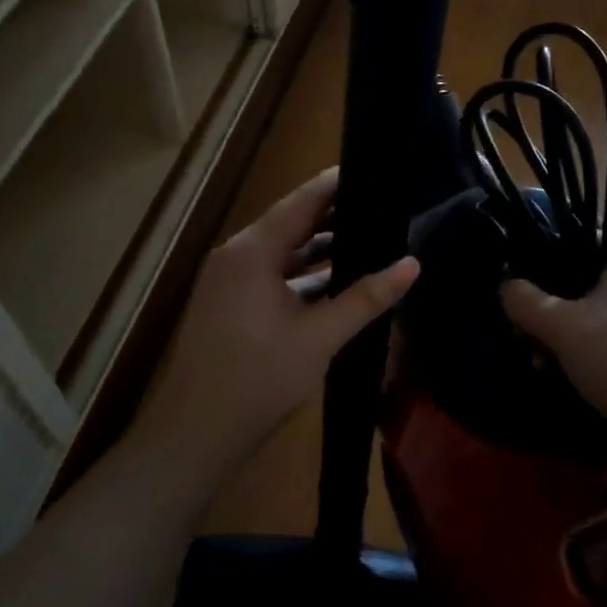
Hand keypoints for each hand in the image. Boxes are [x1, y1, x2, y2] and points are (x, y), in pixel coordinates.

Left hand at [136, 168, 420, 471]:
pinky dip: (301, 273)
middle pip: (291, 222)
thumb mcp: (319, 338)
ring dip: (319, 247)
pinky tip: (334, 281)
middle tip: (381, 206)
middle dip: (334, 215)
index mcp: (252, 251)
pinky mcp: (228, 303)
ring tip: (368, 239)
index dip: (337, 184)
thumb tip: (413, 265)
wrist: (193, 435)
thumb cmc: (258, 380)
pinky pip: (270, 274)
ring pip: (281, 251)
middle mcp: (236, 255)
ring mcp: (228, 280)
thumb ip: (366, 298)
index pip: (302, 201)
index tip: (374, 170)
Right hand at [500, 236, 606, 450]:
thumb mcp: (561, 328)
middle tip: (528, 340)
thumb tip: (506, 287)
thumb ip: (524, 301)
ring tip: (547, 367)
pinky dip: (600, 353)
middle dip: (553, 312)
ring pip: (605, 314)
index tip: (520, 298)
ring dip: (571, 337)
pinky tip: (581, 380)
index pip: (576, 241)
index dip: (541, 266)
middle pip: (587, 282)